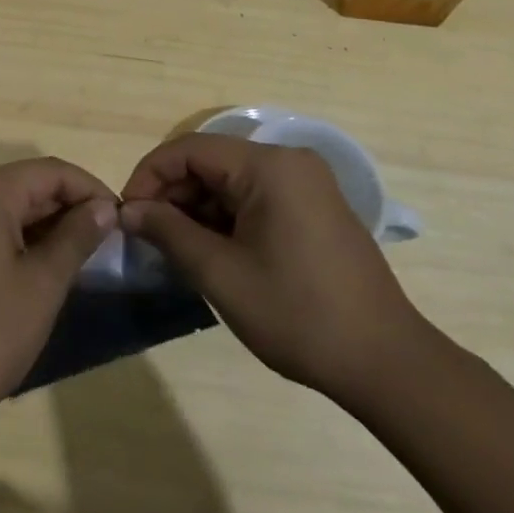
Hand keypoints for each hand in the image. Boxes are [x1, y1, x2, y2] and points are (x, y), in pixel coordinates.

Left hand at [0, 158, 115, 435]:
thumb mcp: (40, 287)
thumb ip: (75, 238)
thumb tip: (102, 207)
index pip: (50, 171)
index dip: (90, 190)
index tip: (120, 220)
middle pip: (22, 186)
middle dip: (64, 210)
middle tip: (101, 245)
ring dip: (37, 227)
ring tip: (71, 261)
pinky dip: (7, 242)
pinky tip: (26, 274)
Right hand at [119, 133, 431, 407]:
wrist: (386, 363)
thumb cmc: (298, 315)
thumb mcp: (222, 274)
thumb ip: (169, 233)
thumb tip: (129, 210)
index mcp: (269, 166)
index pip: (190, 149)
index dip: (150, 175)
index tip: (127, 213)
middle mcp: (288, 162)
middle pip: (212, 163)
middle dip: (174, 195)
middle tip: (147, 236)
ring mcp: (306, 184)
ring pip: (232, 182)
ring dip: (198, 209)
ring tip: (174, 249)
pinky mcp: (314, 208)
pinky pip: (256, 198)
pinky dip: (226, 218)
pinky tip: (211, 252)